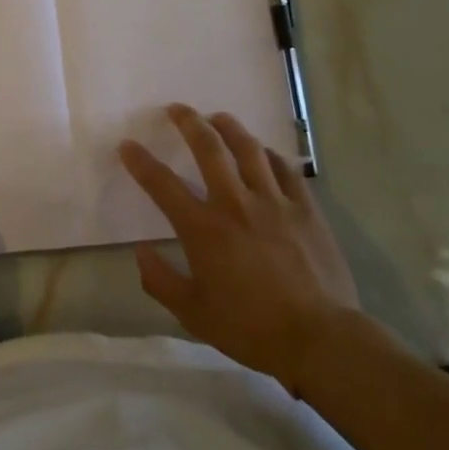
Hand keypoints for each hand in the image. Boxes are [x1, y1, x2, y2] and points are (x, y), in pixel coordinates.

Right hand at [121, 104, 359, 392]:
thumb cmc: (251, 329)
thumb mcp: (193, 314)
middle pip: (208, 148)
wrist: (320, 340)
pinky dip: (269, 154)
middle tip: (177, 109)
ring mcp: (274, 202)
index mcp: (203, 228)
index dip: (140, 161)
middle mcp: (235, 203)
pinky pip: (285, 169)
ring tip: (218, 117)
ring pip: (248, 149)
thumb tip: (140, 251)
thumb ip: (160, 280)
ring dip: (229, 127)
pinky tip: (262, 152)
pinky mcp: (305, 209)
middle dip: (188, 123)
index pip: (162, 184)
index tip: (127, 145)